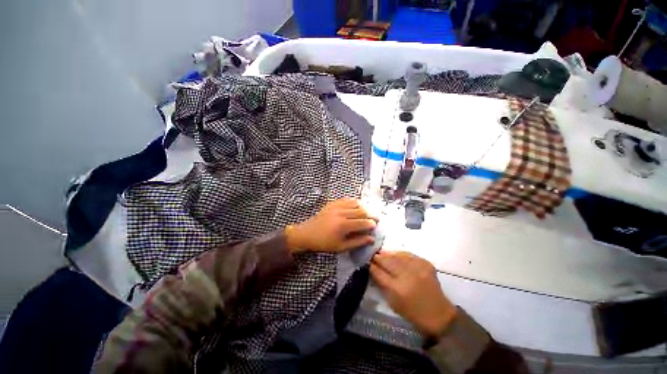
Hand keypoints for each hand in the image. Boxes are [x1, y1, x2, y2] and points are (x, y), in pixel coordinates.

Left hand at [286, 198, 376, 252]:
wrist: (307, 233)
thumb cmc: (324, 243)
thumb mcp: (341, 247)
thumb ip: (357, 242)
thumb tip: (371, 239)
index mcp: (344, 225)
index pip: (363, 222)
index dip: (371, 223)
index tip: (376, 225)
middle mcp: (342, 213)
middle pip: (361, 211)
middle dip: (370, 214)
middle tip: (375, 218)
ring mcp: (336, 206)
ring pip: (355, 203)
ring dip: (363, 207)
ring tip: (367, 213)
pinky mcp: (332, 203)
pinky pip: (346, 199)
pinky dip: (354, 202)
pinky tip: (356, 206)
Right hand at [370, 251, 456, 338]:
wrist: (439, 314)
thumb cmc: (412, 313)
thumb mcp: (392, 303)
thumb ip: (382, 285)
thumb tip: (373, 269)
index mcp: (397, 289)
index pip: (379, 272)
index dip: (371, 266)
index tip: (367, 262)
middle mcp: (407, 276)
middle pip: (387, 261)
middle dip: (378, 257)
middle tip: (372, 255)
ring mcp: (417, 268)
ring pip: (397, 256)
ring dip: (387, 254)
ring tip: (381, 253)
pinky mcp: (426, 264)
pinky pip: (408, 255)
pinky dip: (400, 254)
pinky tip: (395, 255)